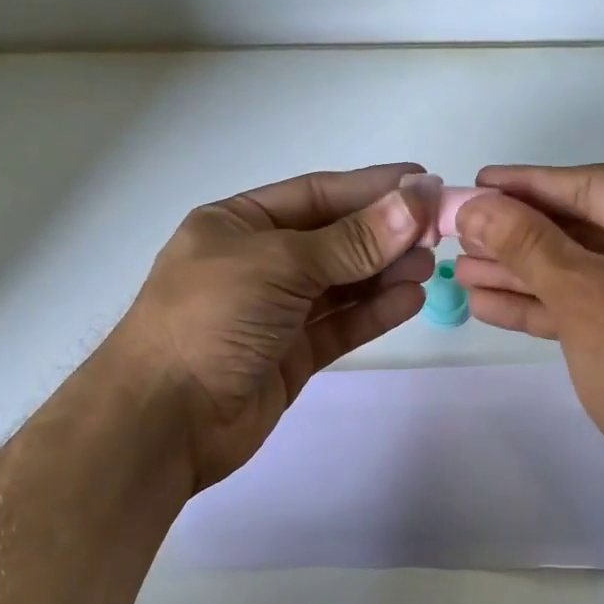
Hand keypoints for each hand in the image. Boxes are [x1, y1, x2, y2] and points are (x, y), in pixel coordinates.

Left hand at [107, 163, 432, 490]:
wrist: (165, 420)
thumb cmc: (211, 320)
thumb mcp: (280, 265)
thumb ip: (351, 240)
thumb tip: (415, 202)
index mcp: (237, 224)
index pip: (315, 195)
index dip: (371, 188)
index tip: (425, 183)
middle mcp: (255, 263)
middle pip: (332, 239)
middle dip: (383, 233)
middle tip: (437, 231)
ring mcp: (273, 313)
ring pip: (340, 284)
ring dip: (384, 272)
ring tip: (431, 265)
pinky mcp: (289, 356)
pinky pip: (338, 325)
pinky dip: (373, 312)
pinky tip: (409, 300)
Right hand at [453, 164, 603, 524]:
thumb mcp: (586, 300)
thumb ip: (529, 246)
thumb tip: (475, 205)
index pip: (593, 188)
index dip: (526, 186)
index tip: (474, 183)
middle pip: (585, 228)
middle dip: (517, 237)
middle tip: (458, 233)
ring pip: (584, 269)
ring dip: (523, 273)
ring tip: (461, 270)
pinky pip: (595, 303)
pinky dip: (547, 305)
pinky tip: (490, 303)